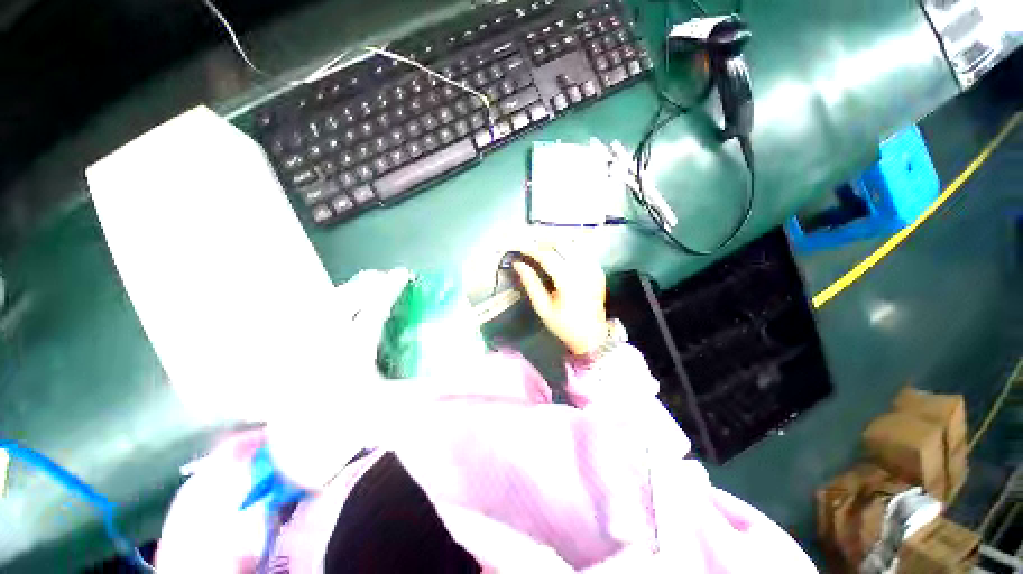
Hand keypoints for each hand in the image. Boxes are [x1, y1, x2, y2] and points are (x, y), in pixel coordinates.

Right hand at [513, 246, 607, 354]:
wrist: (592, 336)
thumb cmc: (564, 325)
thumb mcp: (542, 307)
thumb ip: (531, 283)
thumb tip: (518, 264)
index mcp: (568, 281)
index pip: (547, 256)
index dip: (532, 249)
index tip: (520, 248)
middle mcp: (583, 270)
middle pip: (561, 244)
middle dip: (544, 242)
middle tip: (530, 248)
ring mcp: (593, 269)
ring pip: (573, 244)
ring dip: (556, 243)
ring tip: (543, 250)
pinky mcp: (598, 270)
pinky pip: (582, 251)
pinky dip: (569, 249)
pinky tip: (560, 255)